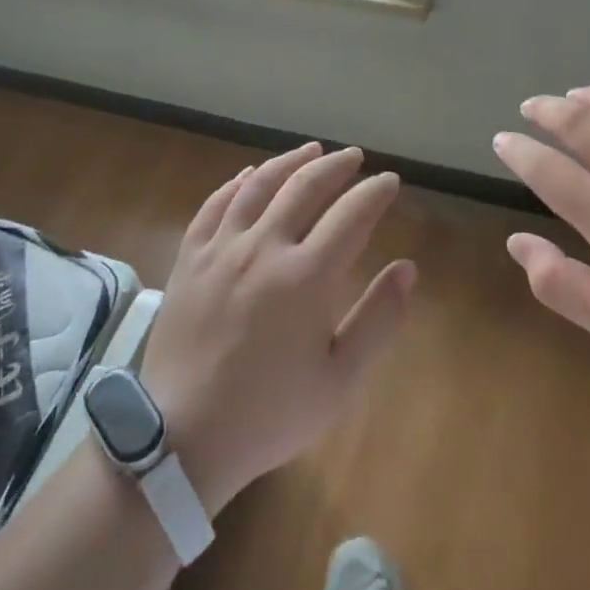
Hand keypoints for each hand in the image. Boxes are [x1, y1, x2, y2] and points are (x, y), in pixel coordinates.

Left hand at [141, 144, 416, 514]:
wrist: (181, 438)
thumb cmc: (269, 413)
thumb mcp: (339, 380)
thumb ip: (379, 319)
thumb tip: (408, 268)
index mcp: (307, 276)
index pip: (352, 214)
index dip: (375, 192)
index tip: (390, 181)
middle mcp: (265, 248)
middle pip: (305, 186)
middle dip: (336, 166)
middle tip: (354, 157)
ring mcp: (222, 249)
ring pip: (260, 185)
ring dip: (290, 162)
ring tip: (311, 150)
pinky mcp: (190, 258)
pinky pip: (215, 204)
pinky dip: (237, 183)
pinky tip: (249, 175)